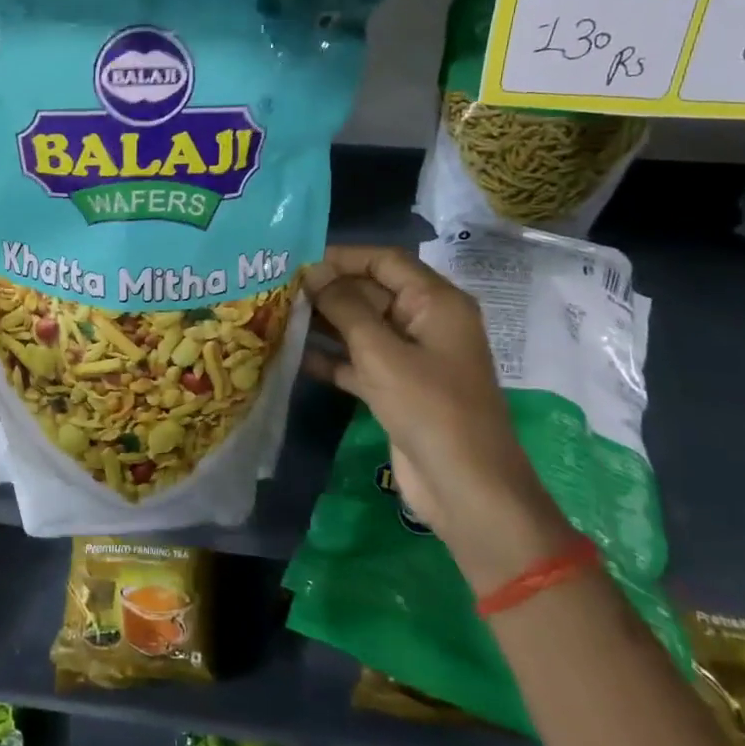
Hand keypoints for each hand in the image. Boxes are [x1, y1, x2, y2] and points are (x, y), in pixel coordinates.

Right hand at [302, 245, 571, 590]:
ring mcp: (413, 358)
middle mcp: (426, 323)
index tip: (298, 260)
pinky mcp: (398, 389)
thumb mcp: (382, 353)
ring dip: (326, 323)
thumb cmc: (430, 409)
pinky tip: (294, 356)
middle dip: (328, 290)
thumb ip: (345, 307)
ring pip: (363, 328)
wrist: (466, 488)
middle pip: (372, 292)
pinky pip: (360, 361)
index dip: (343, 257)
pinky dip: (332, 358)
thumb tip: (313, 272)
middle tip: (278, 290)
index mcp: (436, 303)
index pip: (386, 262)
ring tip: (278, 316)